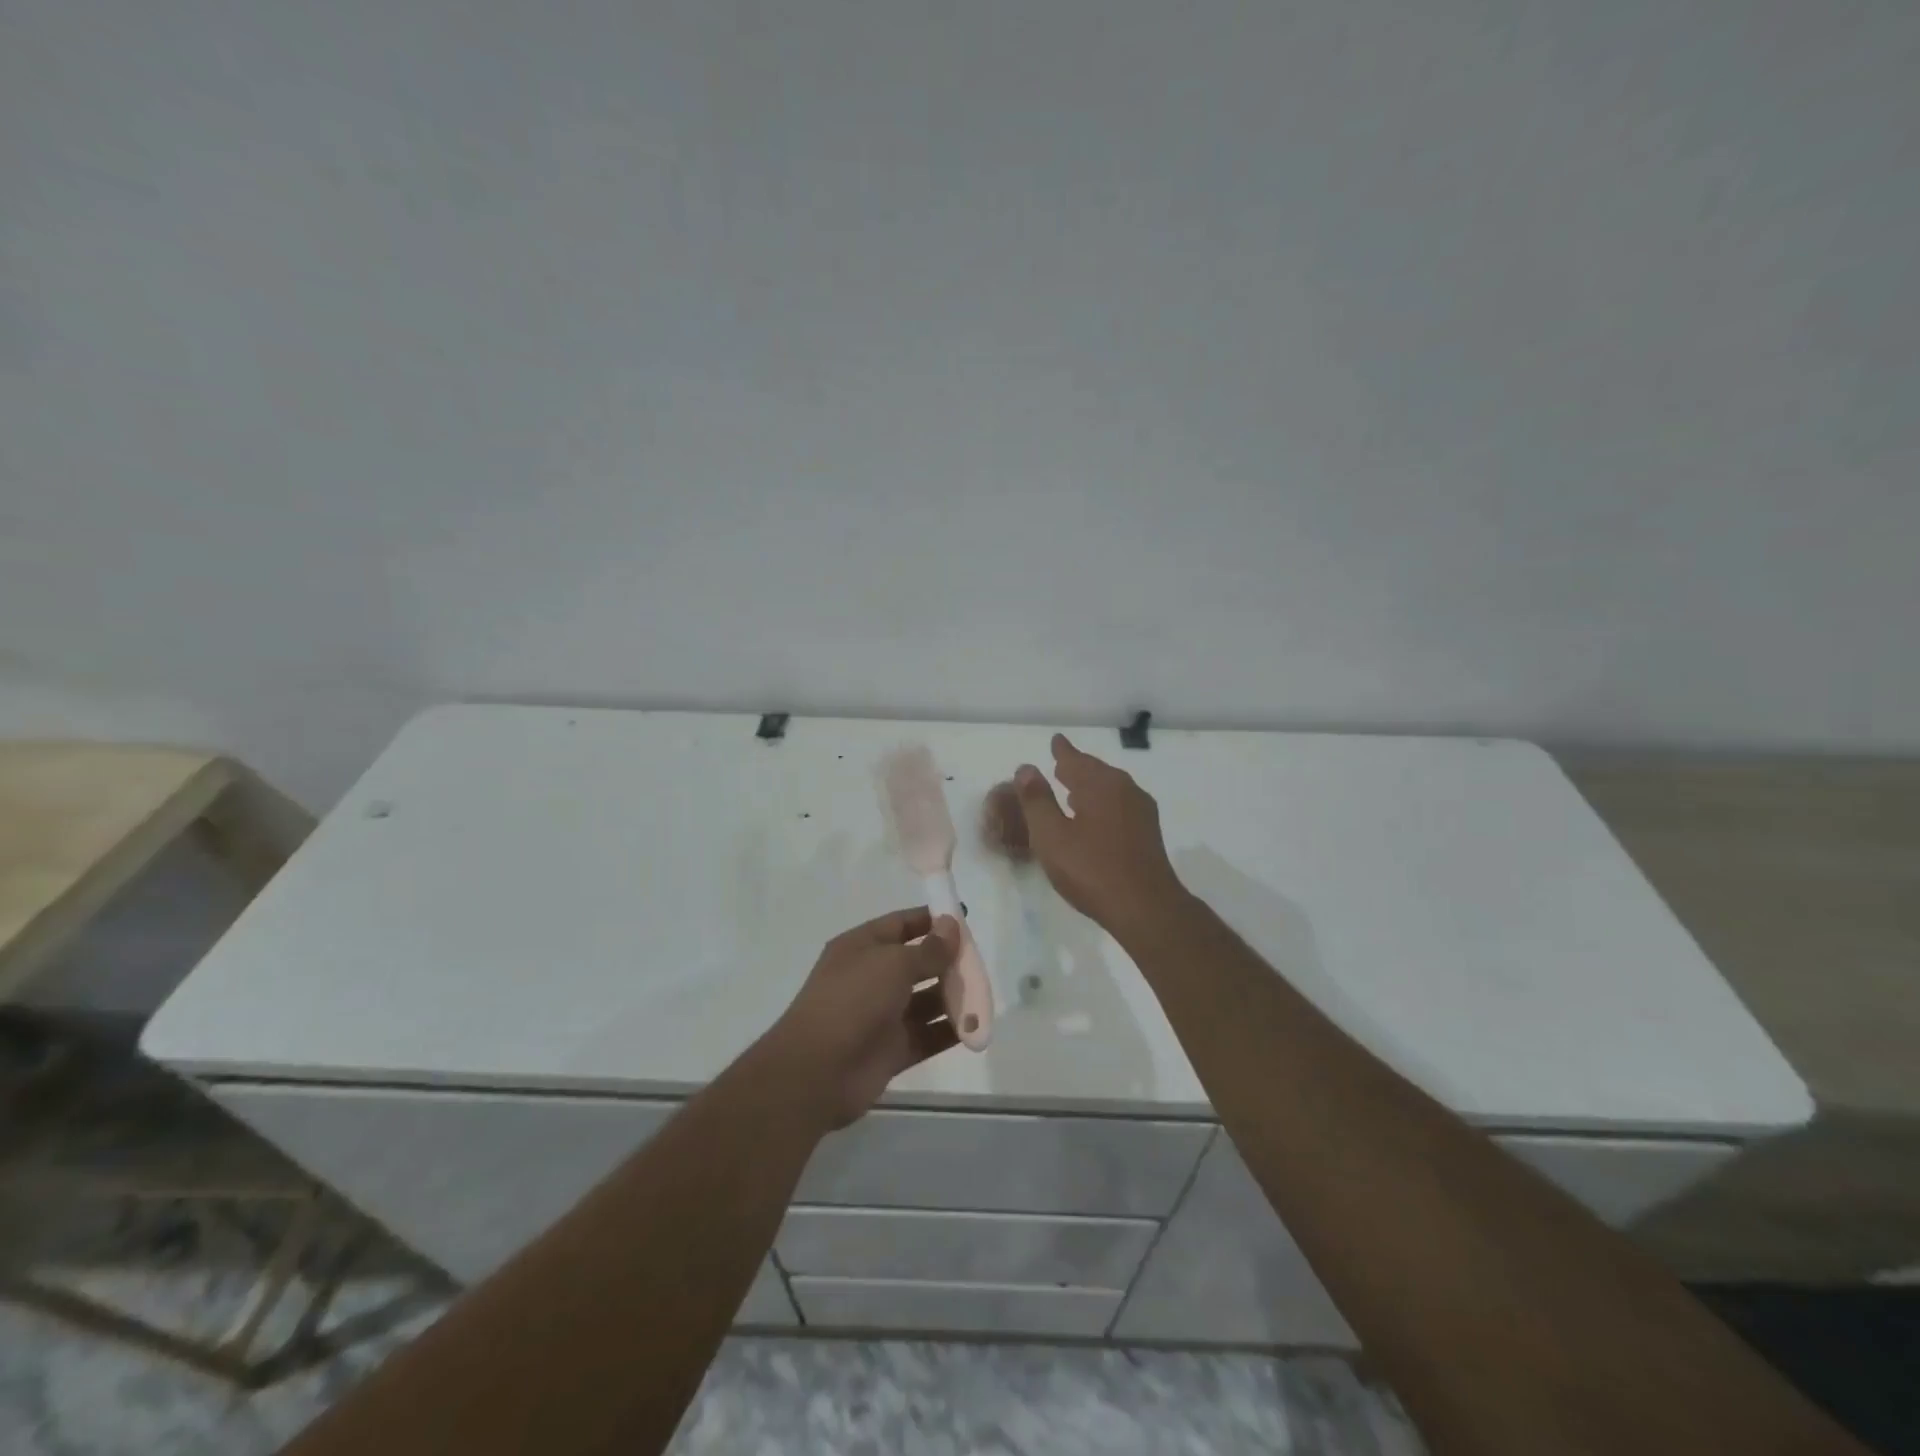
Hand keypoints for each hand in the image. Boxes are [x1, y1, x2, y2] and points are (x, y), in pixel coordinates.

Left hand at [758, 908, 962, 1128]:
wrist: (816, 1071)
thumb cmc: (852, 1000)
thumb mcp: (893, 964)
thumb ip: (928, 949)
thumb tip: (951, 926)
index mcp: (862, 947)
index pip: (901, 924)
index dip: (931, 919)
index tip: (964, 917)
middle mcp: (871, 977)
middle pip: (917, 963)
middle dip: (948, 961)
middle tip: (980, 962)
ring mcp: (881, 1015)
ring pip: (926, 1000)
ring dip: (953, 997)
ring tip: (983, 995)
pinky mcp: (892, 1050)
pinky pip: (927, 1035)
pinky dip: (950, 1030)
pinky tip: (976, 1026)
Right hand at [1014, 734, 1184, 932]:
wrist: (1147, 908)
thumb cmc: (1092, 870)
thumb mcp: (1051, 836)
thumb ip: (1036, 801)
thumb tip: (1026, 768)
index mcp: (1100, 785)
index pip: (1076, 759)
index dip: (1062, 751)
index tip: (1056, 740)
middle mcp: (1125, 789)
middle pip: (1096, 771)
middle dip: (1077, 767)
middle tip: (1060, 764)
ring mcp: (1141, 811)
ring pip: (1111, 789)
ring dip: (1090, 787)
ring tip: (1072, 790)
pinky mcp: (1148, 833)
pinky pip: (1120, 805)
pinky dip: (1103, 803)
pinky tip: (1094, 818)